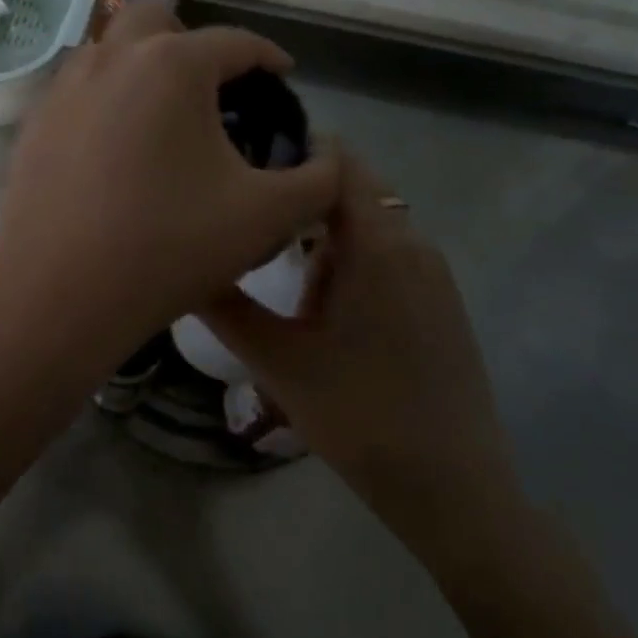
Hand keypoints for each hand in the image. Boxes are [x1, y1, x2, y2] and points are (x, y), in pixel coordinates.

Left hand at [0, 5, 338, 377]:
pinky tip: (115, 146)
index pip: (236, 41)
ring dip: (143, 65)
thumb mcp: (266, 216)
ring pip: (110, 51)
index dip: (268, 58)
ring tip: (163, 116)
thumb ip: (316, 181)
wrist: (59, 293)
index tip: (283, 79)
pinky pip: (79, 89)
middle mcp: (112, 57)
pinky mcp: (34, 122)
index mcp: (172, 63)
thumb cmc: (169, 245)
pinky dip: (106, 98)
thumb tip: (327, 160)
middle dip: (193, 44)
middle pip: (159, 21)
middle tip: (214, 89)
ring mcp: (63, 87)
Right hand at [198, 147, 522, 552]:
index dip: (288, 146)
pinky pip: (386, 252)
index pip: (335, 159)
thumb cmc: (360, 417)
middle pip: (349, 188)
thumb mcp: (277, 360)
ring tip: (273, 267)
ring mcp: (433, 272)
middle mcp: (412, 242)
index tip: (239, 160)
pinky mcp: (440, 300)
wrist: (456, 491)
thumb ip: (224, 304)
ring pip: (365, 223)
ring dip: (320, 233)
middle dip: (295, 195)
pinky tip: (318, 306)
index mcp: (378, 242)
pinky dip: (347, 258)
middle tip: (242, 216)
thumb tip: (182, 261)